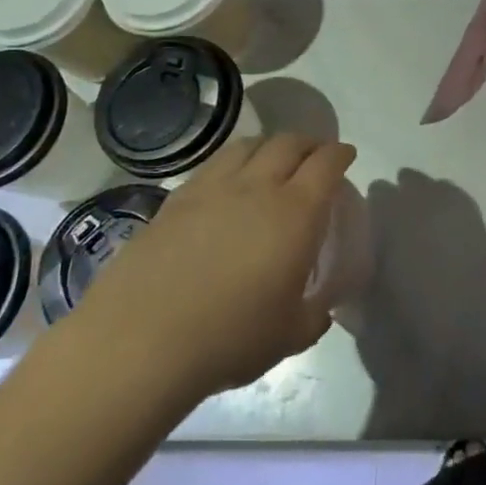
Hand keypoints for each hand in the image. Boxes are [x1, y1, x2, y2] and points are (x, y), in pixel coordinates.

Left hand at [64, 133, 357, 397]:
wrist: (139, 341)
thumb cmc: (229, 338)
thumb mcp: (289, 336)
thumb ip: (313, 316)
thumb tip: (321, 309)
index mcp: (296, 213)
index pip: (326, 164)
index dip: (340, 154)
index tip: (346, 156)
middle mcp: (258, 187)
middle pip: (289, 143)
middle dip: (309, 142)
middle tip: (315, 154)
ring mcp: (213, 188)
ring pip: (249, 145)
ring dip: (270, 145)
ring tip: (272, 159)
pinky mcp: (175, 200)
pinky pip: (213, 165)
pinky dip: (232, 162)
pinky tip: (228, 182)